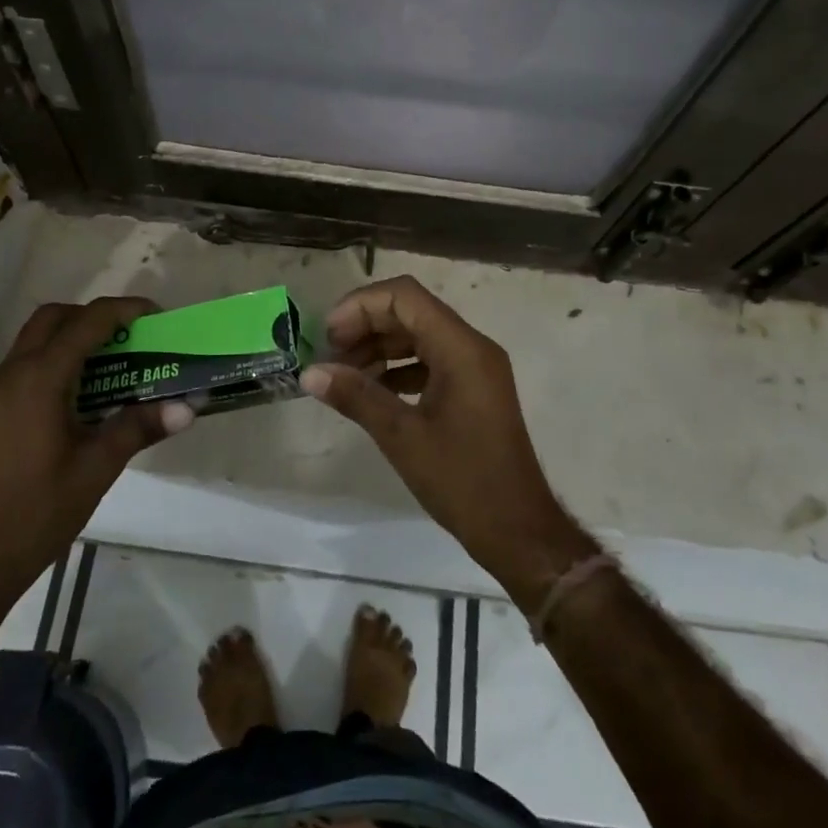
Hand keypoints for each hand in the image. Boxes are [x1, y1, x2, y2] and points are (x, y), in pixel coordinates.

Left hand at [0, 297, 193, 598]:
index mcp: (40, 379)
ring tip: (115, 362)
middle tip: (133, 337)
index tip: (159, 318)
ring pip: (37, 338)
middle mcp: (13, 373)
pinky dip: (58, 357)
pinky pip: (28, 361)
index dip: (126, 310)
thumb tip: (188, 406)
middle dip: (97, 316)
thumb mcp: (97, 468)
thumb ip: (140, 427)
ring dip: (76, 335)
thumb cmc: (37, 512)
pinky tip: (84, 392)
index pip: (88, 322)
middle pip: (56, 317)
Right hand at [300, 276, 592, 608]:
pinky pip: (430, 359)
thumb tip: (310, 373)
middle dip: (366, 325)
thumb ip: (356, 397)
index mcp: (461, 348)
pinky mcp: (473, 388)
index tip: (329, 335)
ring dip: (379, 346)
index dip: (361, 306)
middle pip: (410, 311)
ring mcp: (475, 367)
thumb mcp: (402, 437)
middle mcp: (472, 346)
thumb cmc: (463, 481)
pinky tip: (370, 390)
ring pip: (419, 334)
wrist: (518, 530)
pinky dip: (398, 367)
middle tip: (329, 355)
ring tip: (342, 373)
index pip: (405, 297)